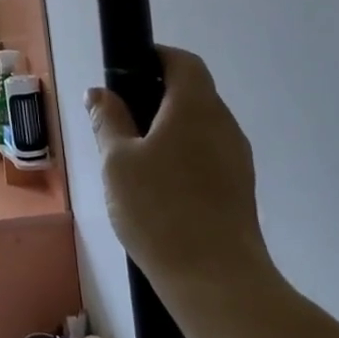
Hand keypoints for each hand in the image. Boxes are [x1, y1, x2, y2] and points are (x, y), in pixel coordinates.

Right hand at [87, 47, 273, 292]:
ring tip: (133, 158)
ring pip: (199, 127)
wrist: (216, 281)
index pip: (183, 61)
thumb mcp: (117, 161)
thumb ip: (108, 120)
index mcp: (195, 107)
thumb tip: (99, 93)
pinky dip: (182, 156)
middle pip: (192, 93)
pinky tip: (157, 187)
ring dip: (168, 130)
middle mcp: (223, 124)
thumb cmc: (159, 209)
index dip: (155, 57)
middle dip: (155, 97)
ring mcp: (237, 159)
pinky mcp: (239, 189)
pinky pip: (206, 155)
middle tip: (118, 120)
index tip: (125, 71)